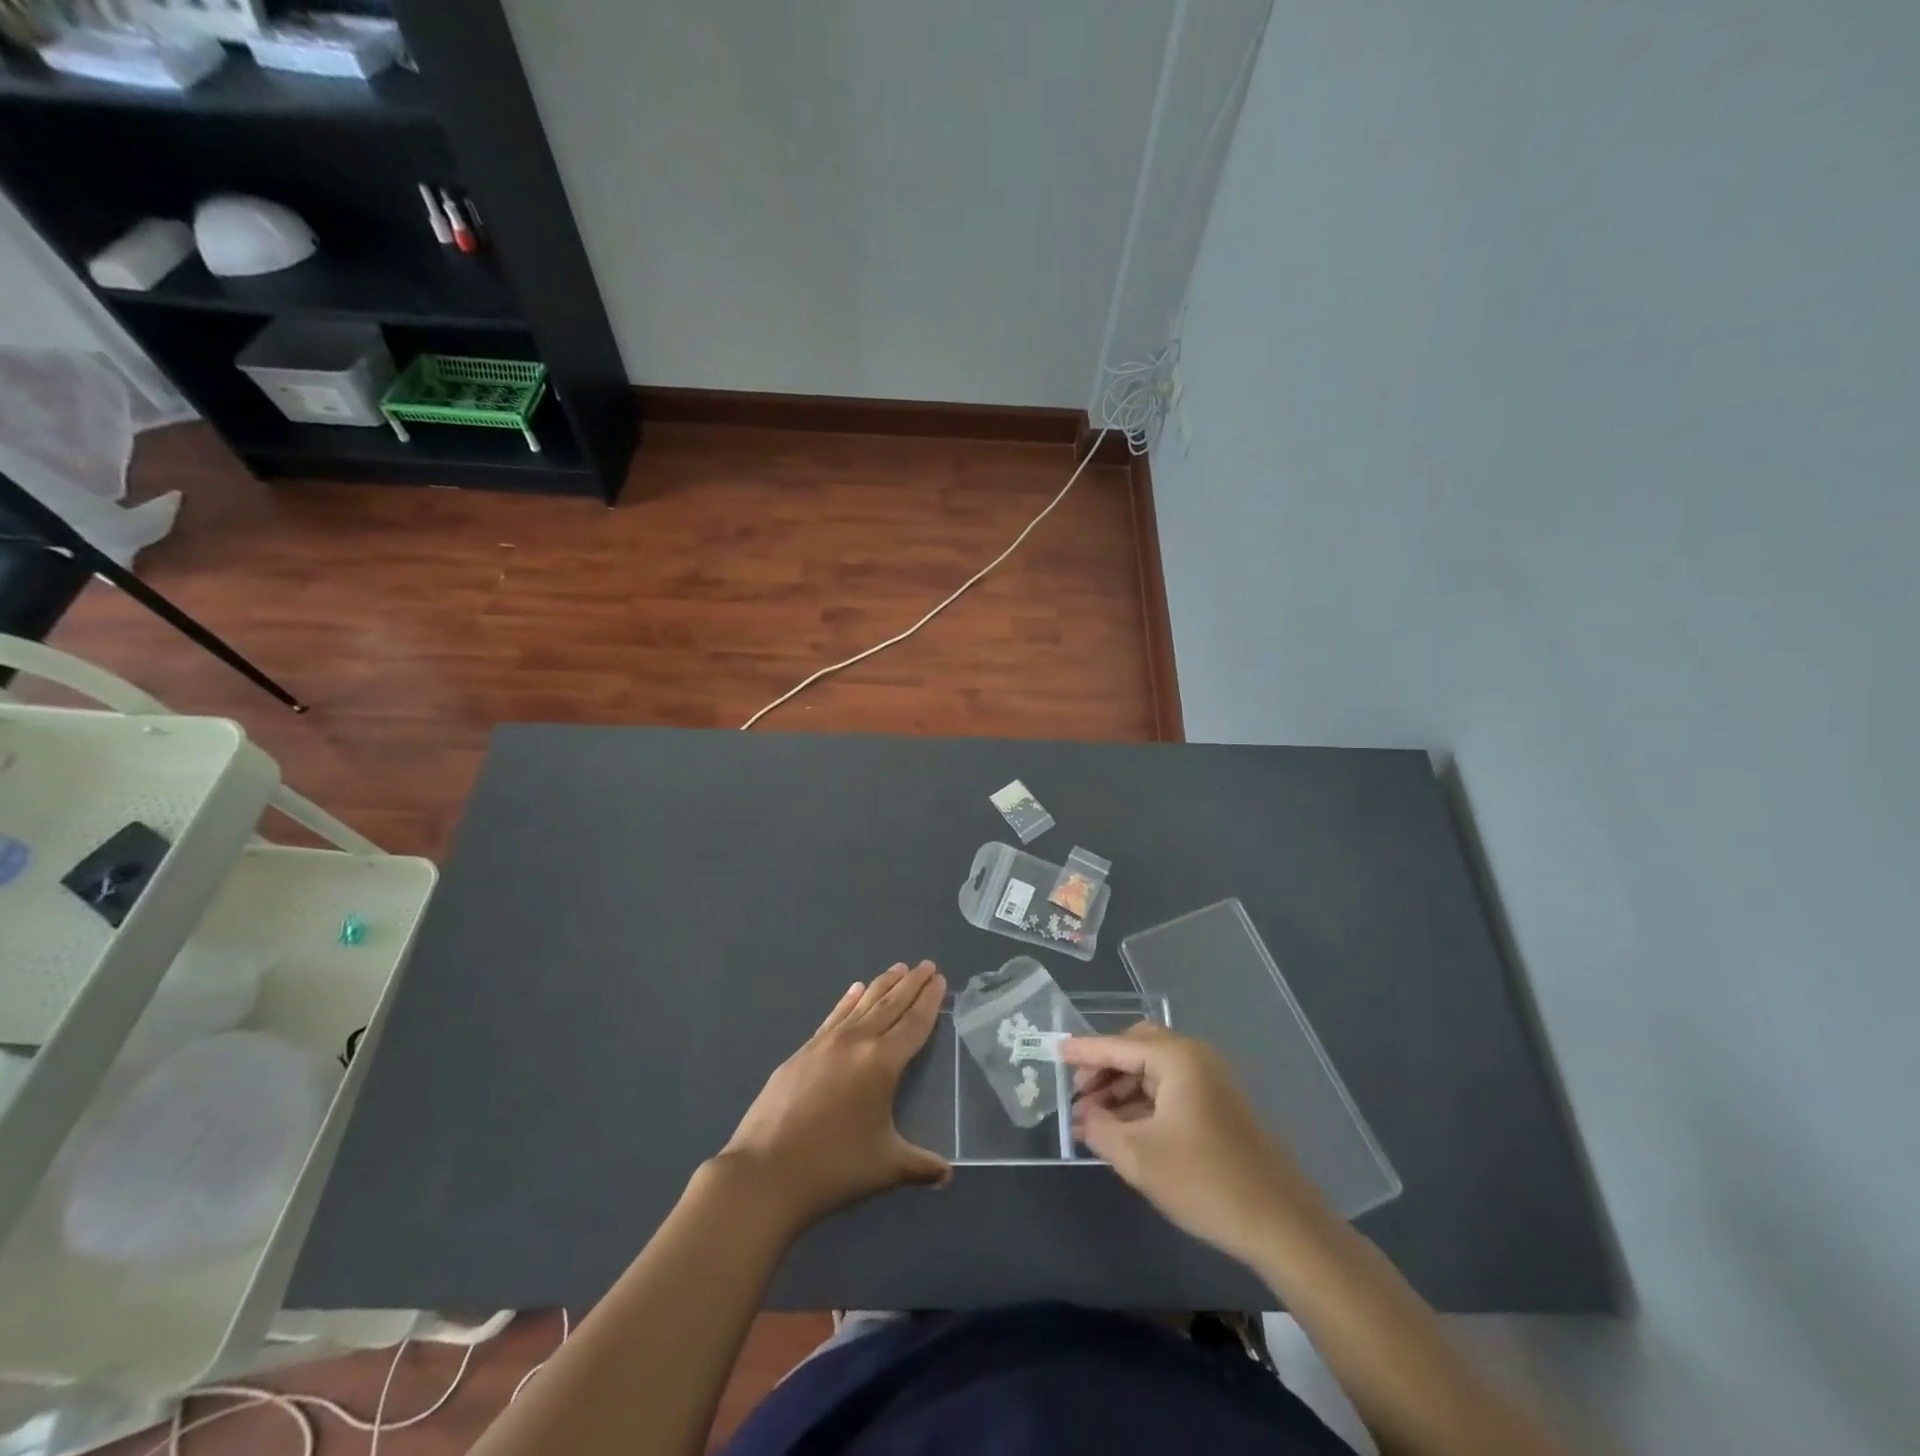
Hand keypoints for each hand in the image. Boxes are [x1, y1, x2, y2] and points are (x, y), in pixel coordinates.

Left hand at [719, 961, 950, 1232]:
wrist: (765, 1173)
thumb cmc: (834, 1168)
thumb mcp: (886, 1167)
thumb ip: (921, 1166)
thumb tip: (947, 1174)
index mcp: (882, 1062)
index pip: (913, 1023)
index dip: (928, 1000)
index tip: (939, 978)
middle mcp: (856, 1042)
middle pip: (889, 1004)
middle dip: (910, 983)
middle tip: (926, 964)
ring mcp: (824, 1044)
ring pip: (861, 1005)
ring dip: (881, 985)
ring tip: (897, 968)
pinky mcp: (801, 1053)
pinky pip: (833, 1017)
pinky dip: (847, 1001)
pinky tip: (853, 990)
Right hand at [1062, 1024, 1326, 1265]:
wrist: (1282, 1224)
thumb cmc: (1205, 1181)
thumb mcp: (1139, 1157)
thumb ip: (1100, 1129)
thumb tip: (1082, 1116)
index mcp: (1177, 1058)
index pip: (1117, 1045)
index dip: (1083, 1051)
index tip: (1054, 1051)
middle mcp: (1196, 1058)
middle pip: (1137, 1048)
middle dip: (1104, 1069)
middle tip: (1078, 1095)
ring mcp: (1211, 1082)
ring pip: (1154, 1071)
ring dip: (1122, 1089)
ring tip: (1094, 1120)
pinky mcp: (1219, 1107)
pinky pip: (1170, 1091)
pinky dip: (1143, 1103)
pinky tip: (1124, 1130)